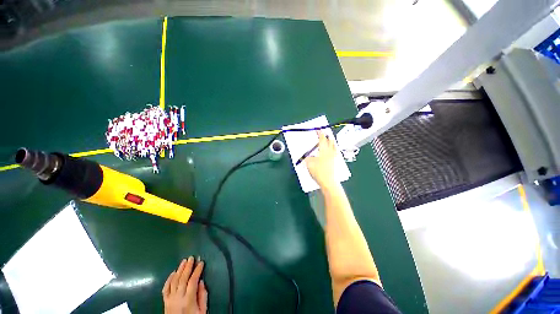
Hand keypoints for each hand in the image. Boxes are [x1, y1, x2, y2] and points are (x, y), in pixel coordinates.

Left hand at [162, 256, 207, 313]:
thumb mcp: (202, 311)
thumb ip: (203, 296)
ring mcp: (170, 299)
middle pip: (182, 279)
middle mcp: (178, 298)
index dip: (197, 270)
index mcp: (188, 300)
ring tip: (184, 261)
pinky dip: (169, 279)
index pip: (193, 281)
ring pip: (174, 281)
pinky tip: (173, 272)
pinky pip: (165, 288)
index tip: (201, 262)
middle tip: (191, 258)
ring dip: (179, 270)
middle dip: (188, 267)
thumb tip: (201, 281)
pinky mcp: (165, 301)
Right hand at [305, 131, 336, 188]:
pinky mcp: (335, 162)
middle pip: (330, 141)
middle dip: (327, 136)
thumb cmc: (318, 171)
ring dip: (331, 142)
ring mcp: (334, 157)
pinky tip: (332, 151)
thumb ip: (308, 158)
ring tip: (329, 140)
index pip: (322, 139)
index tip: (318, 129)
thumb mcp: (309, 163)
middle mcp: (330, 152)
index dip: (320, 134)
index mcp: (323, 150)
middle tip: (323, 134)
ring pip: (334, 146)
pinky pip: (335, 152)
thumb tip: (308, 156)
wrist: (328, 182)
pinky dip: (333, 148)